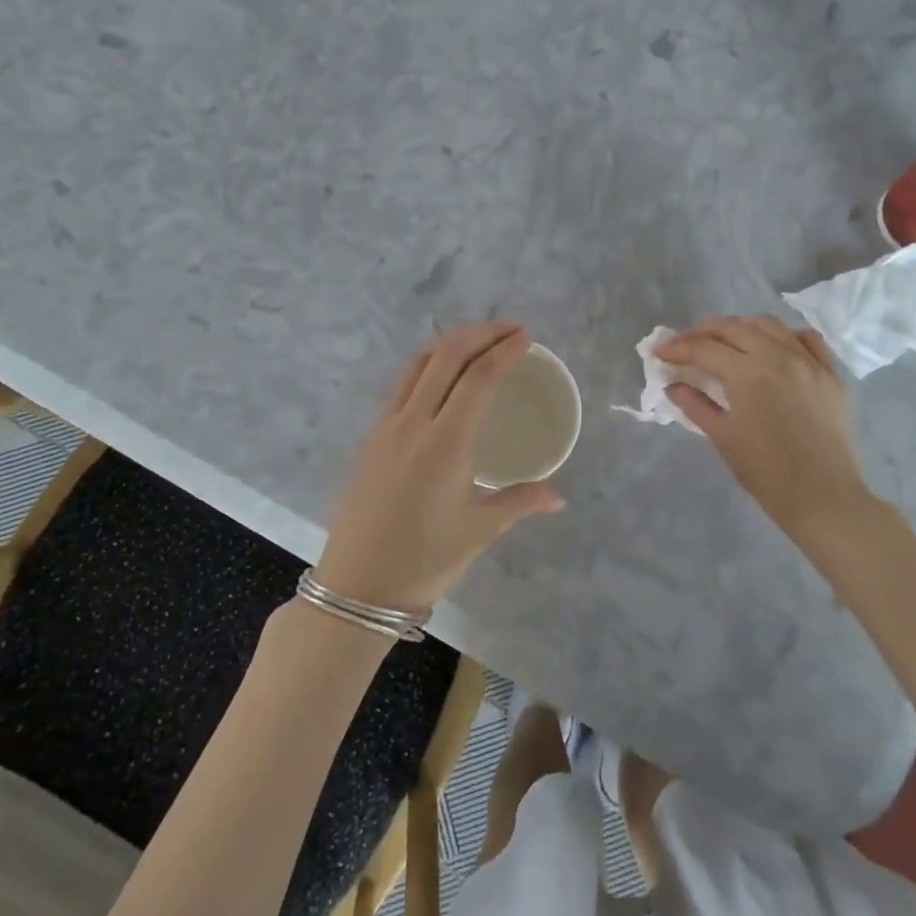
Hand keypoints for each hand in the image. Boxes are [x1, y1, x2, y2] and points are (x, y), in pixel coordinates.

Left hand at [315, 321, 566, 613]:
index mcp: (445, 443)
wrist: (356, 586)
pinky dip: (429, 363)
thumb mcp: (479, 531)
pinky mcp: (372, 434)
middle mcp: (413, 421)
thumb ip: (520, 502)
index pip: (478, 377)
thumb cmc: (423, 560)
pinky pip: (403, 382)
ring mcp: (387, 424)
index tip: (525, 337)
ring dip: (452, 342)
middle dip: (480, 332)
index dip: (504, 350)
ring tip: (479, 341)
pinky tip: (443, 374)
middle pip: (447, 354)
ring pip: (419, 362)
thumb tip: (559, 497)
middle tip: (510, 329)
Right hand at [657, 315, 875, 544]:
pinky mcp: (830, 373)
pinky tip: (772, 347)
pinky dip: (784, 336)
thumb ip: (694, 404)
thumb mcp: (722, 436)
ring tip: (725, 341)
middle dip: (703, 332)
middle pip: (733, 328)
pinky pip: (806, 339)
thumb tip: (672, 385)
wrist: (824, 498)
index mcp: (747, 373)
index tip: (659, 352)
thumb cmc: (766, 471)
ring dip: (740, 327)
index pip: (703, 348)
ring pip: (769, 325)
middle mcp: (778, 356)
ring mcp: (808, 361)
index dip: (677, 348)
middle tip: (686, 345)